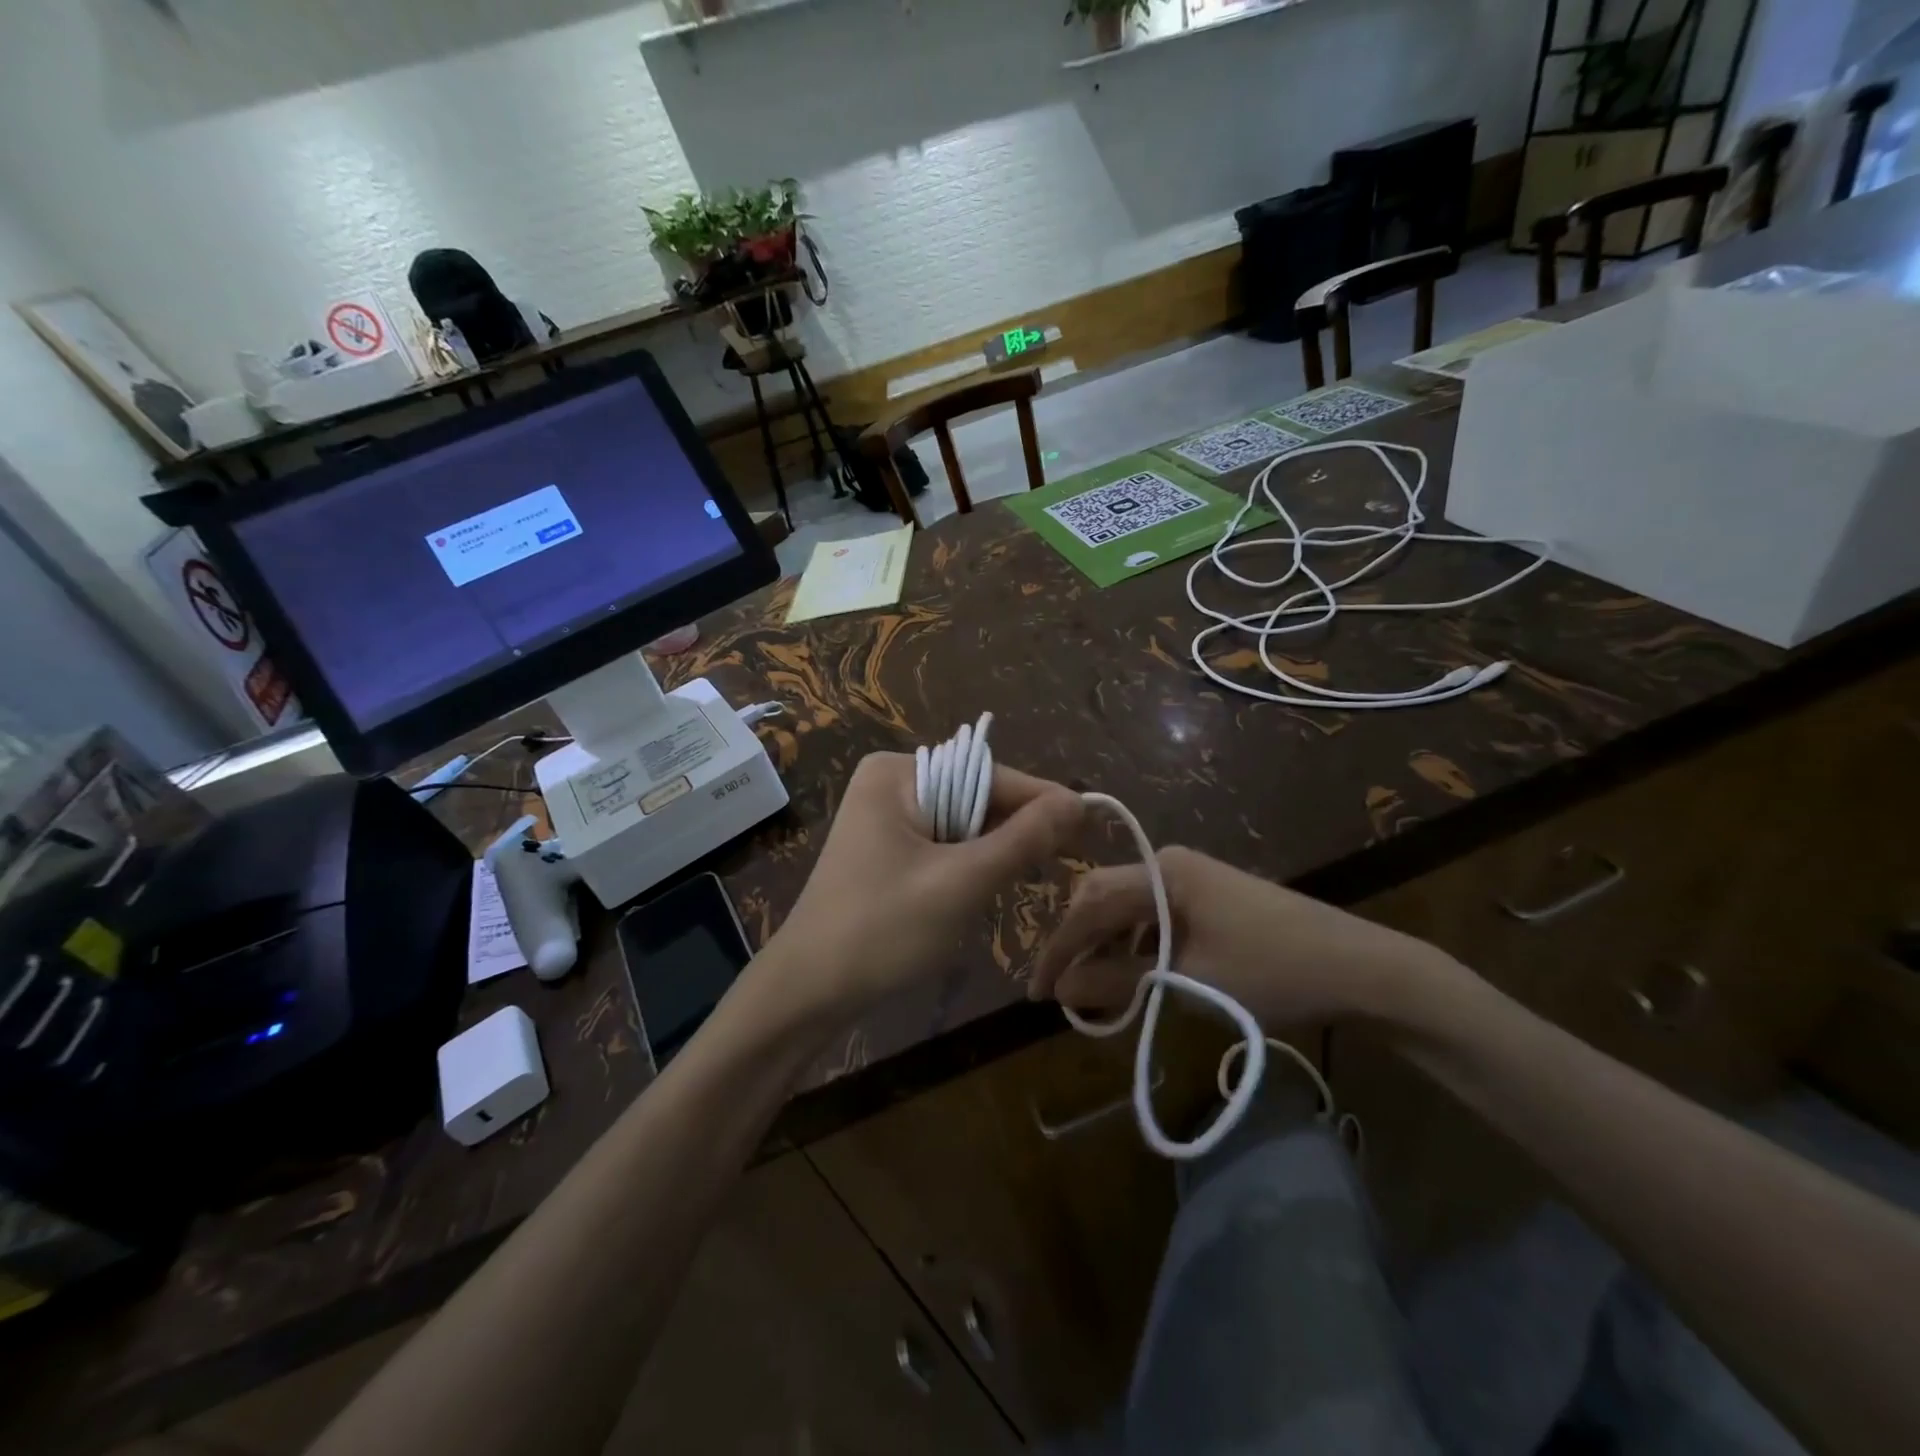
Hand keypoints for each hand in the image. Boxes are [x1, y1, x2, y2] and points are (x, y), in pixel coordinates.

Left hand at [758, 753, 1084, 1027]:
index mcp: (898, 773)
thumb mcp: (961, 882)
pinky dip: (970, 864)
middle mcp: (890, 783)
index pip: (989, 775)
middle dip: (1016, 829)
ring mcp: (883, 816)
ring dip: (995, 851)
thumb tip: (1078, 801)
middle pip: (976, 797)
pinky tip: (988, 887)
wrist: (808, 991)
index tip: (1093, 824)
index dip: (1042, 801)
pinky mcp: (885, 849)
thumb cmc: (882, 930)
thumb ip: (1022, 839)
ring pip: (963, 824)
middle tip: (1070, 858)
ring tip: (1034, 875)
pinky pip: (943, 844)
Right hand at [1029, 845, 1461, 1030]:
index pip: (1089, 905)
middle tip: (1062, 991)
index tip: (1037, 991)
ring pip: (1128, 909)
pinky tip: (1137, 977)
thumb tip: (1061, 988)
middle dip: (1078, 944)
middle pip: (1103, 898)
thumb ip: (1119, 980)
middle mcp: (1171, 863)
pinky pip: (1155, 916)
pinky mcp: (1209, 897)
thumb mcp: (1189, 980)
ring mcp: (1192, 878)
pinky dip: (1136, 946)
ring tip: (1095, 992)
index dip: (1059, 949)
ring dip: (1107, 947)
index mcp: (1163, 871)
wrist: (1360, 967)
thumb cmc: (1272, 970)